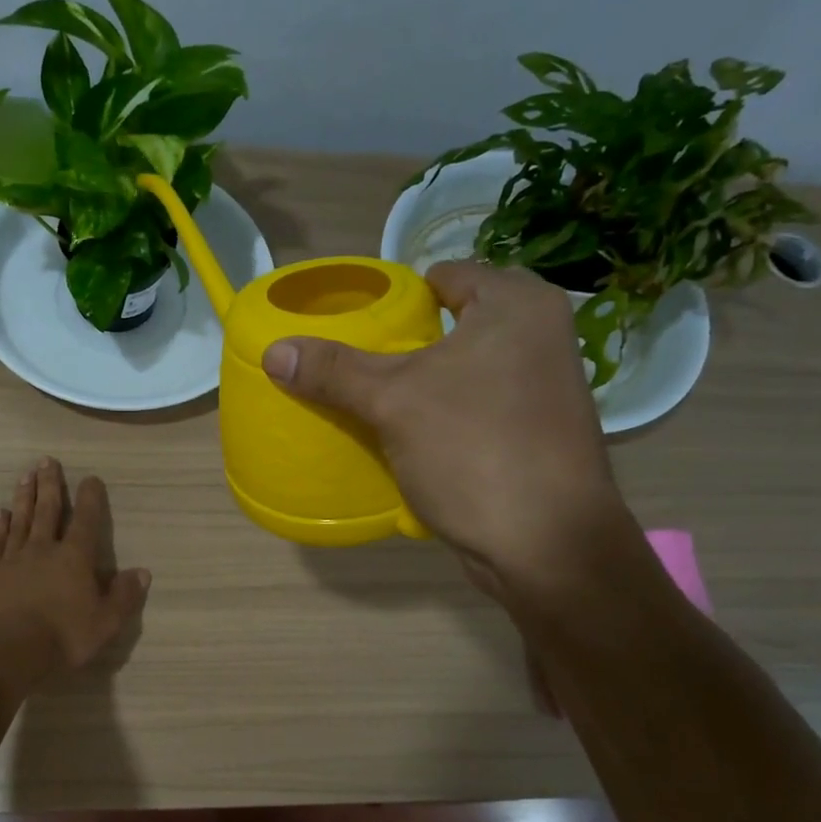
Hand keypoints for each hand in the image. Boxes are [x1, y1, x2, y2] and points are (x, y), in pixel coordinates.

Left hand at [0, 457, 149, 686]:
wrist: (8, 651)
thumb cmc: (63, 637)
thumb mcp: (106, 622)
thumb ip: (124, 596)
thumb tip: (142, 572)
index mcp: (75, 558)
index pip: (86, 520)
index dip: (90, 498)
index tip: (90, 478)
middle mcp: (44, 549)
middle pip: (48, 510)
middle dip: (50, 484)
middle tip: (47, 461)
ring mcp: (15, 559)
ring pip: (21, 520)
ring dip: (25, 496)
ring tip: (25, 476)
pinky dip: (0, 526)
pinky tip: (0, 514)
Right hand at [261, 261, 630, 599]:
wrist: (546, 545)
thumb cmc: (474, 449)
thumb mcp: (393, 403)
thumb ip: (333, 371)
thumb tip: (274, 352)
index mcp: (517, 305)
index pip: (443, 277)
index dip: (396, 296)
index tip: (356, 324)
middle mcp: (540, 335)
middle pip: (453, 324)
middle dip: (405, 344)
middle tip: (358, 363)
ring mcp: (543, 387)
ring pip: (465, 370)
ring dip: (423, 383)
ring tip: (373, 398)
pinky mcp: (536, 432)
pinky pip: (477, 407)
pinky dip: (444, 415)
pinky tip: (409, 436)